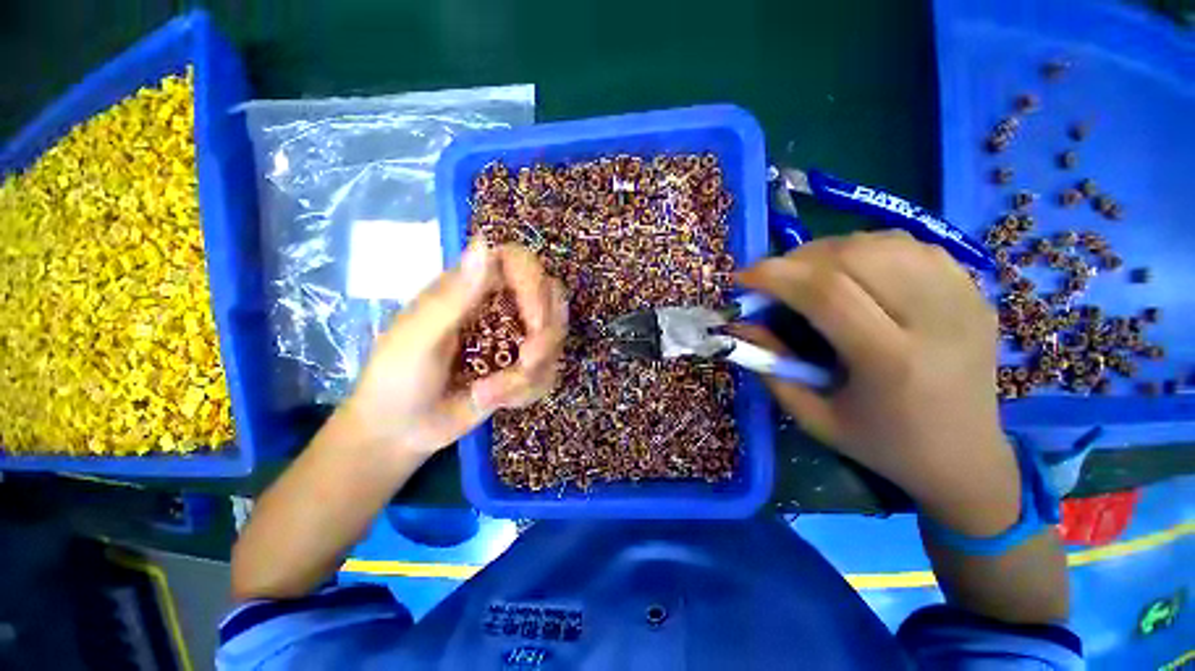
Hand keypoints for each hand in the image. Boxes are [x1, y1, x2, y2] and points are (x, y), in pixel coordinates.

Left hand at [342, 241, 567, 457]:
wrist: (399, 432)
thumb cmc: (396, 379)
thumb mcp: (420, 338)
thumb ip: (454, 295)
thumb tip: (484, 242)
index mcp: (471, 287)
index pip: (521, 264)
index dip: (536, 286)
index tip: (534, 324)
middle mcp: (499, 307)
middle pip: (551, 300)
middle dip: (546, 336)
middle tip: (525, 362)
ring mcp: (513, 338)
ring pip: (555, 341)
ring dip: (529, 374)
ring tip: (489, 393)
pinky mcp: (520, 367)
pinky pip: (548, 372)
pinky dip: (526, 391)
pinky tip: (495, 401)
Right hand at [738, 232, 1019, 533]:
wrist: (967, 458)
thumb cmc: (882, 445)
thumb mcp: (812, 417)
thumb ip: (771, 367)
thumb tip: (743, 323)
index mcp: (893, 362)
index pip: (828, 293)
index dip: (776, 276)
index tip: (743, 277)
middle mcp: (937, 320)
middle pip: (856, 256)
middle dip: (799, 259)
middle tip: (774, 277)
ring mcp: (964, 299)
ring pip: (884, 243)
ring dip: (831, 250)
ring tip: (807, 273)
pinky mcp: (975, 290)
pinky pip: (911, 247)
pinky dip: (867, 249)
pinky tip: (851, 270)